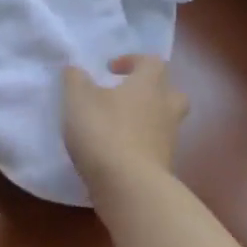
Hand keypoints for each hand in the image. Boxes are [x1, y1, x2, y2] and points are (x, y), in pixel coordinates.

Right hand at [62, 55, 188, 191]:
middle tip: (125, 95)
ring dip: (144, 118)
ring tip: (116, 125)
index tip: (111, 69)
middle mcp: (165, 109)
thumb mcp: (78, 98)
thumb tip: (75, 69)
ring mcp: (167, 139)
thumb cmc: (103, 131)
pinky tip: (115, 150)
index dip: (133, 61)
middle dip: (150, 90)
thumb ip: (75, 79)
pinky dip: (139, 144)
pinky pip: (154, 146)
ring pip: (164, 120)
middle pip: (170, 92)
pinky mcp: (163, 166)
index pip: (152, 62)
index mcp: (148, 85)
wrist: (129, 186)